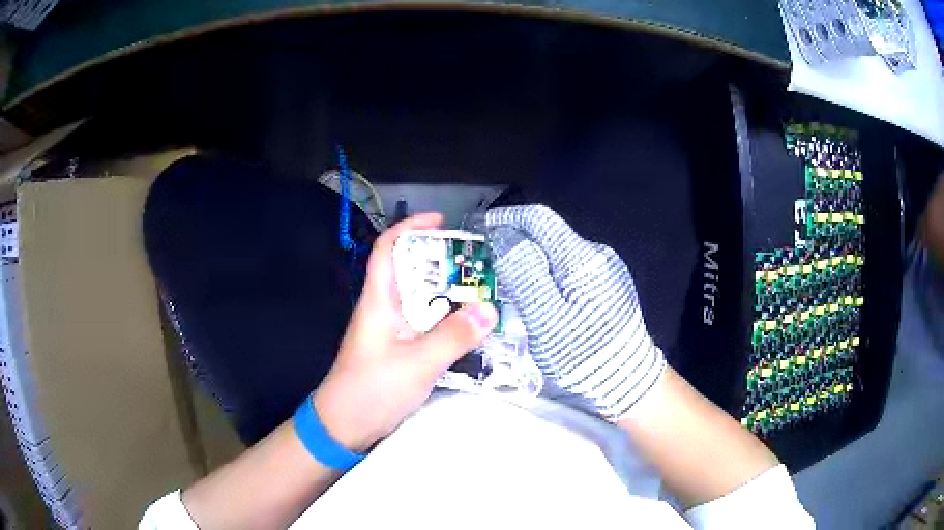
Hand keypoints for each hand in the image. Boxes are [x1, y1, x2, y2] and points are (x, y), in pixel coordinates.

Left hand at [313, 213, 498, 450]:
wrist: (343, 426)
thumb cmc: (372, 389)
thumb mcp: (417, 363)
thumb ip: (453, 337)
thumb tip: (490, 309)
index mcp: (378, 301)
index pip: (387, 249)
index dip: (410, 228)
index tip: (442, 222)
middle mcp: (382, 309)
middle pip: (408, 271)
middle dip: (439, 261)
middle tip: (475, 265)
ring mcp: (388, 331)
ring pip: (418, 300)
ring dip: (445, 293)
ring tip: (479, 293)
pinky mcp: (395, 350)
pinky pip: (423, 324)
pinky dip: (443, 320)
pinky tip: (465, 328)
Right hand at [486, 205, 664, 420]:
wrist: (626, 377)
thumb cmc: (582, 352)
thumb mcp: (546, 318)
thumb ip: (524, 273)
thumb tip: (504, 235)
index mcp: (581, 258)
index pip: (538, 219)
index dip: (506, 218)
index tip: (481, 227)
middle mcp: (597, 254)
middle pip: (548, 235)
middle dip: (516, 241)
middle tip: (488, 261)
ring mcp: (606, 268)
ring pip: (558, 252)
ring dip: (532, 259)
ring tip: (508, 281)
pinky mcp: (607, 284)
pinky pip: (570, 268)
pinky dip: (548, 273)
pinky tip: (539, 295)